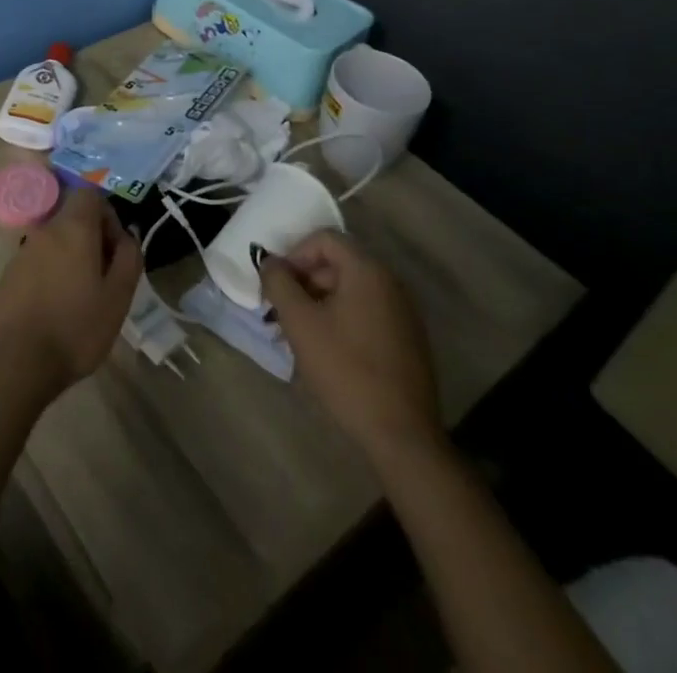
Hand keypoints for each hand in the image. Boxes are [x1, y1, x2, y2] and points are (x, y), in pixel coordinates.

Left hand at [0, 187, 141, 402]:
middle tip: (105, 278)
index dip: (108, 216)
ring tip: (82, 298)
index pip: (90, 195)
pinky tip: (56, 310)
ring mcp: (22, 252)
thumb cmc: (75, 327)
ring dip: (72, 259)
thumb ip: (129, 258)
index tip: (116, 250)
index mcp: (73, 228)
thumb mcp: (118, 296)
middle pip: (72, 219)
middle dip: (92, 240)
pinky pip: (38, 263)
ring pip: (55, 242)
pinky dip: (51, 275)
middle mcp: (44, 231)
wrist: (16, 361)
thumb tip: (128, 237)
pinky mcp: (8, 276)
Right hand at [259, 230, 445, 470]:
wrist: (402, 436)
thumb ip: (279, 283)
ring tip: (297, 335)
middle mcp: (390, 283)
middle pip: (337, 264)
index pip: (323, 239)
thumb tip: (270, 262)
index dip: (293, 255)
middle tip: (280, 312)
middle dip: (303, 282)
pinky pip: (365, 313)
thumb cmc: (346, 370)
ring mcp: (402, 313)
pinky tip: (325, 351)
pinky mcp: (407, 340)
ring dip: (318, 303)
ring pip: (349, 291)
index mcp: (368, 271)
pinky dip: (340, 320)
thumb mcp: (300, 322)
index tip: (277, 286)